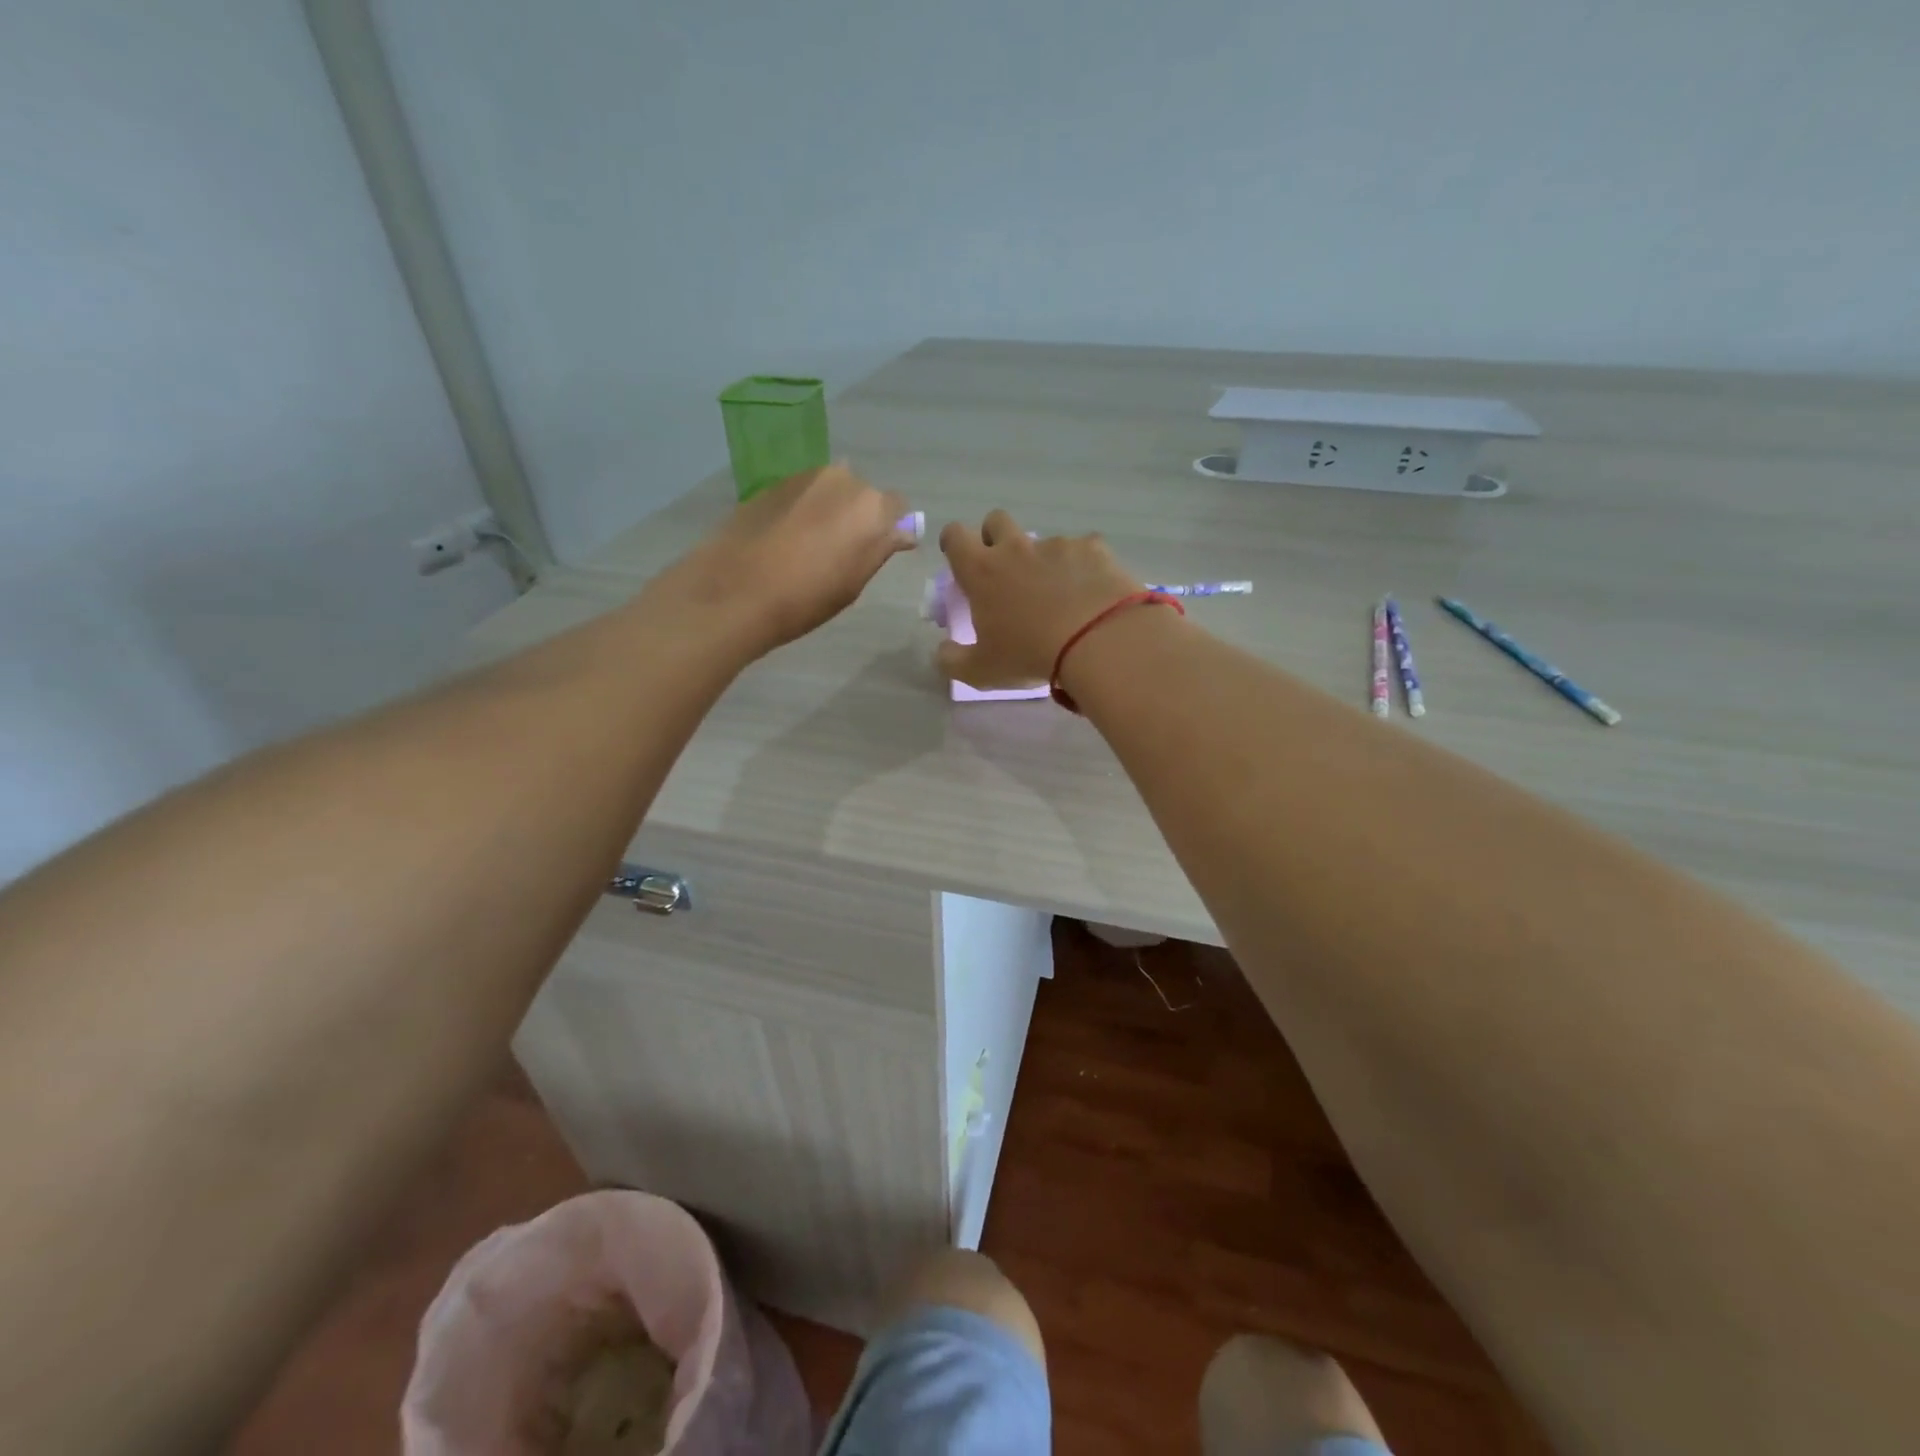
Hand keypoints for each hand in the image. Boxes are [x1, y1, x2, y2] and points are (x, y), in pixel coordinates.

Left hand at [652, 464, 913, 657]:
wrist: (737, 589)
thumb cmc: (806, 597)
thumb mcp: (854, 583)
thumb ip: (879, 549)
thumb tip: (900, 532)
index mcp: (872, 507)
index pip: (896, 508)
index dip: (888, 529)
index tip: (877, 551)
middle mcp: (843, 480)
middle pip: (862, 495)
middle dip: (858, 517)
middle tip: (841, 552)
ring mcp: (805, 477)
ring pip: (830, 491)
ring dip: (829, 511)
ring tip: (810, 546)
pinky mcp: (773, 484)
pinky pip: (802, 495)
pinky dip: (802, 510)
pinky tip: (785, 539)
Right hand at [936, 510, 1144, 687]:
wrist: (1097, 641)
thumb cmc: (1029, 654)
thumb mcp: (981, 671)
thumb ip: (953, 661)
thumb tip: (942, 652)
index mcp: (981, 571)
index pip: (955, 536)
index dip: (954, 543)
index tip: (960, 559)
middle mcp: (1016, 548)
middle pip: (996, 521)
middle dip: (995, 537)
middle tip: (1004, 570)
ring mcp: (1057, 545)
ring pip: (1042, 540)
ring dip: (1042, 559)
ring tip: (1058, 593)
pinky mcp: (1093, 549)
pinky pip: (1083, 549)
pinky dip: (1082, 566)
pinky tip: (1091, 592)